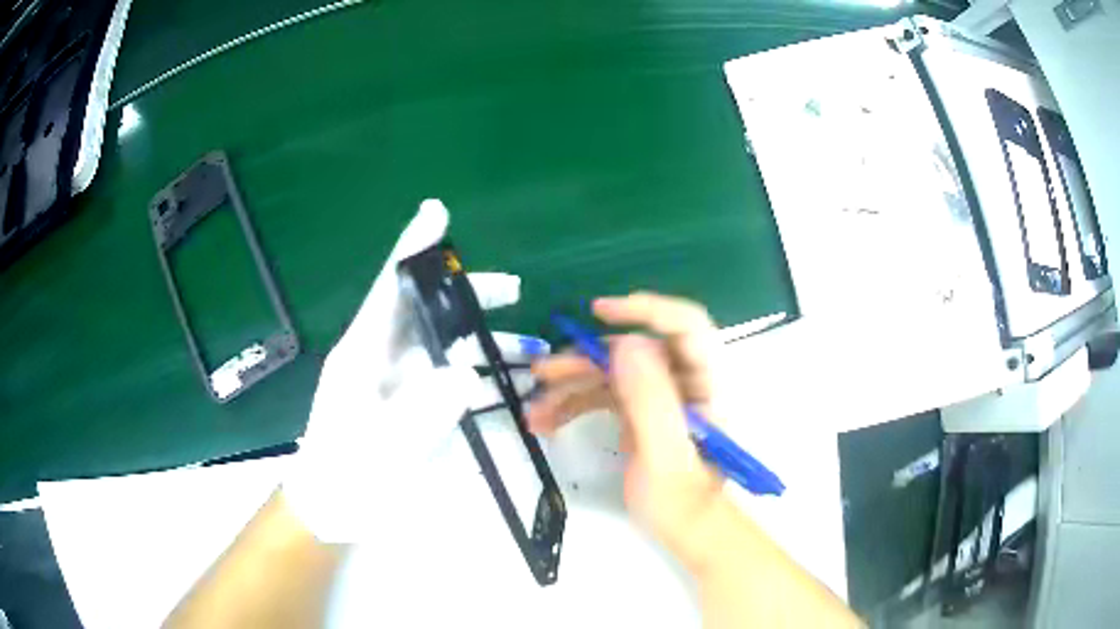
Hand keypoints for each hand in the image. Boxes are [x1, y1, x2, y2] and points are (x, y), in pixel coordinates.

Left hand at [283, 199, 524, 543]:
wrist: (333, 509)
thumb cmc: (346, 474)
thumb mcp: (380, 445)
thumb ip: (422, 409)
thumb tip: (465, 373)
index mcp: (363, 353)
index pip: (389, 288)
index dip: (412, 248)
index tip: (435, 213)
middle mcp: (384, 358)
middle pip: (429, 311)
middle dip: (470, 296)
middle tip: (513, 291)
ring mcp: (402, 384)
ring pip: (450, 347)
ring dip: (490, 346)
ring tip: (536, 352)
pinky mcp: (416, 409)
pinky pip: (456, 383)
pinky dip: (486, 382)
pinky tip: (517, 388)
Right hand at [528, 293, 725, 565]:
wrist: (686, 532)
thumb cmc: (684, 502)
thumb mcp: (666, 455)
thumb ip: (652, 400)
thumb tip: (629, 345)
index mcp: (708, 382)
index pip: (685, 325)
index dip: (645, 309)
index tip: (599, 312)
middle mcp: (686, 380)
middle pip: (636, 351)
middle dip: (587, 360)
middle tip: (545, 372)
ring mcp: (663, 396)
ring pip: (614, 374)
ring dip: (572, 387)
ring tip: (535, 410)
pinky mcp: (643, 413)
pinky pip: (606, 396)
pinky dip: (576, 405)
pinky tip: (547, 422)